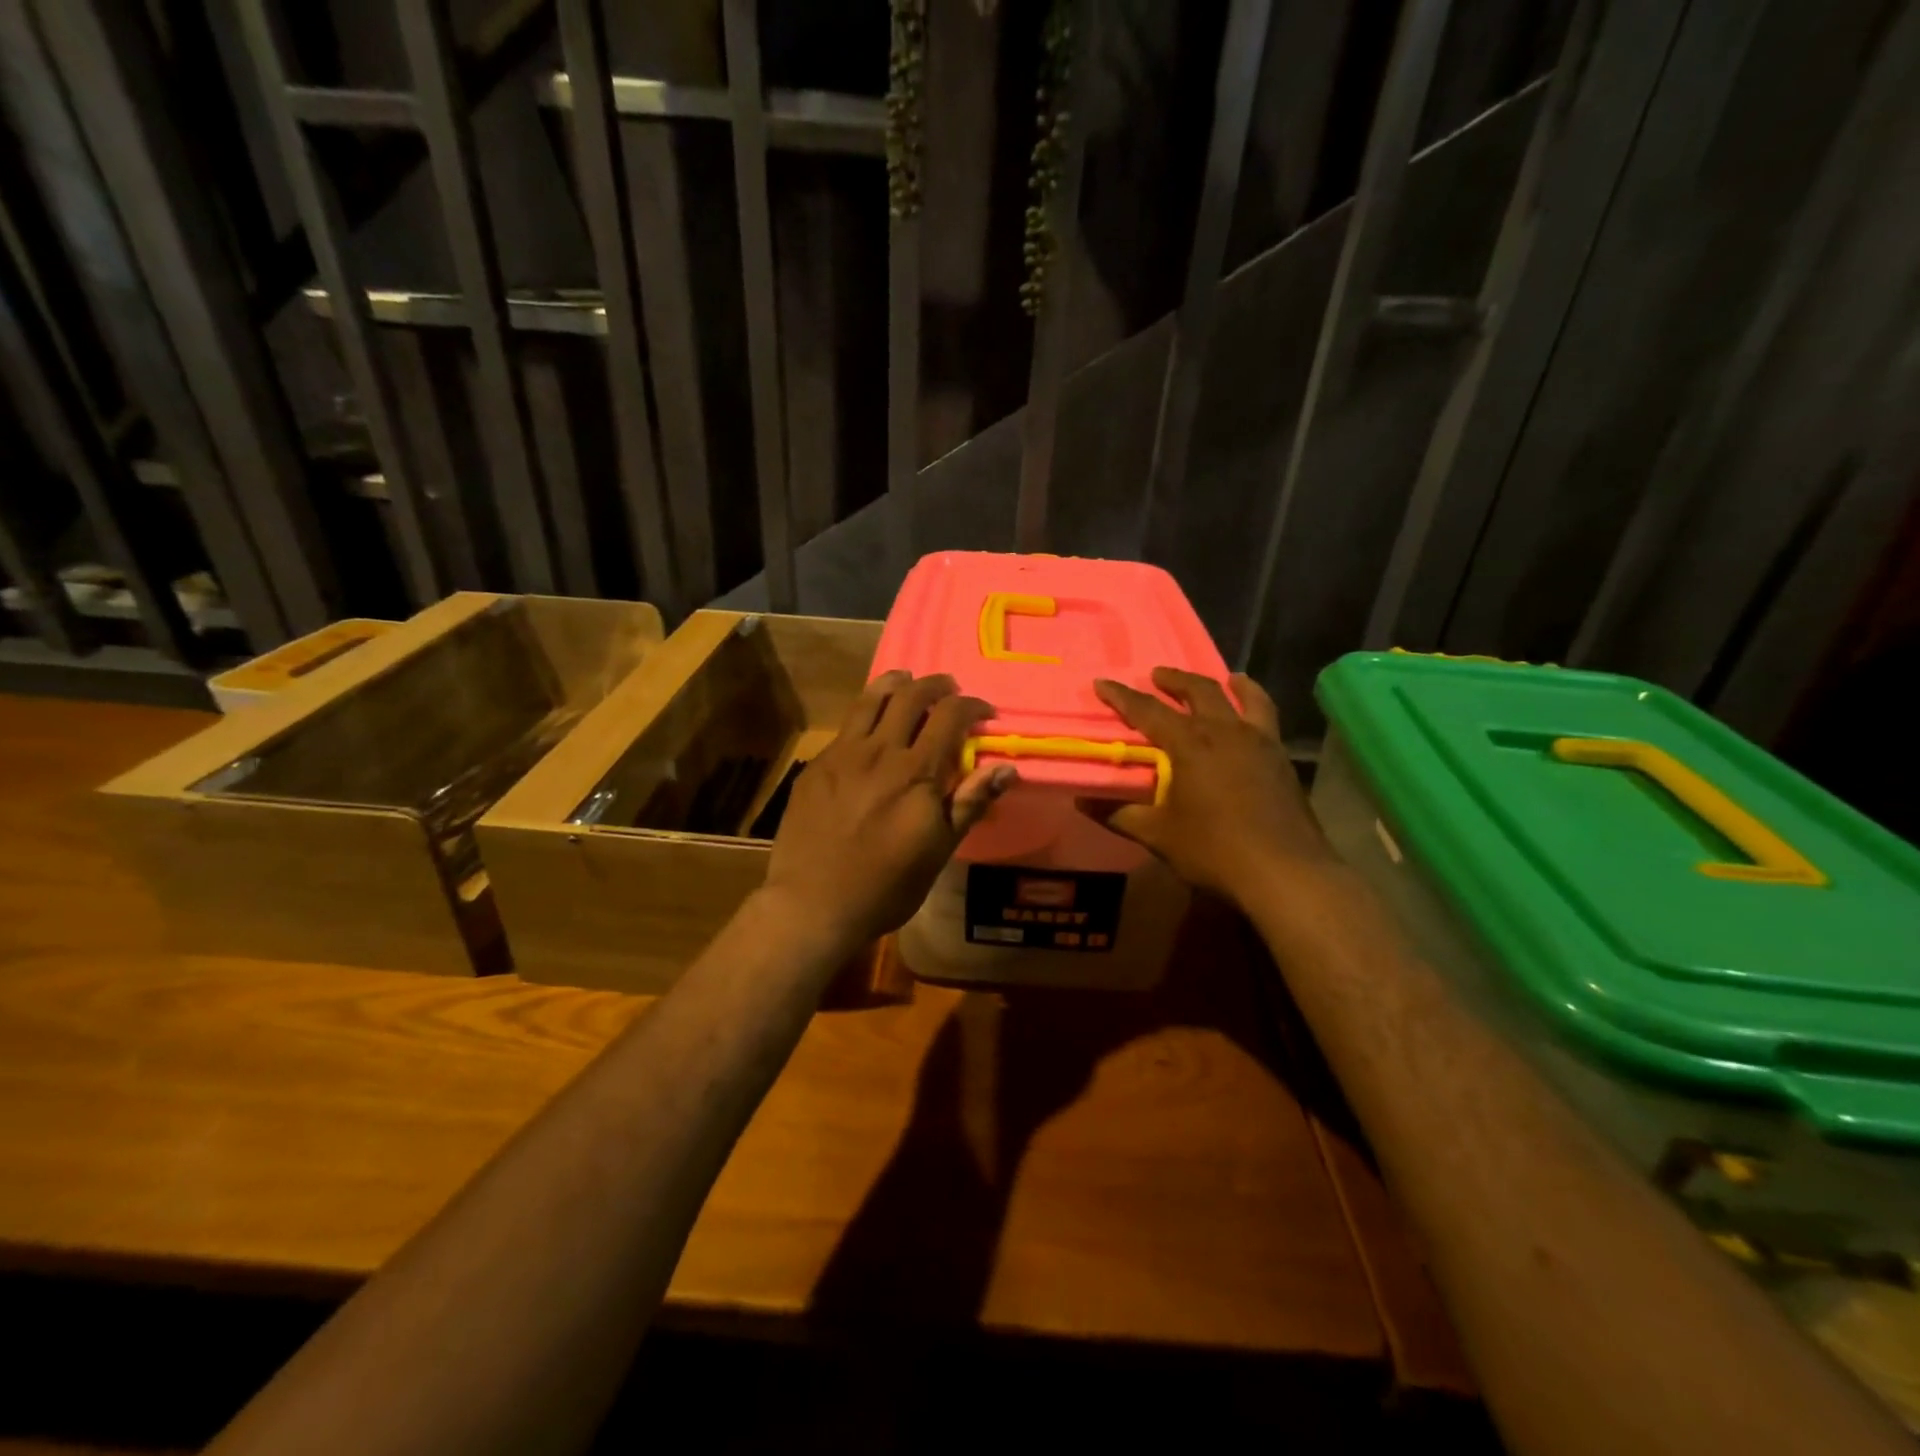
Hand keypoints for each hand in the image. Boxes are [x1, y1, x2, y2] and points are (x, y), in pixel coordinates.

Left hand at [763, 671, 1015, 953]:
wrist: (813, 904)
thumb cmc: (887, 886)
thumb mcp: (939, 851)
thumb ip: (970, 803)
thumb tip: (1007, 768)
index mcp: (916, 772)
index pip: (950, 716)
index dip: (972, 706)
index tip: (984, 713)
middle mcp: (880, 751)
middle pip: (912, 695)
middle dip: (937, 685)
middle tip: (950, 690)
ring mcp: (843, 754)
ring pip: (871, 698)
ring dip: (896, 682)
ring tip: (908, 681)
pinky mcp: (817, 765)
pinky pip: (846, 725)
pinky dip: (866, 712)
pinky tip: (870, 724)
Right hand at [1090, 668, 1334, 906]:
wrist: (1284, 872)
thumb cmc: (1214, 850)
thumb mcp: (1158, 835)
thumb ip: (1119, 814)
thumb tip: (1082, 802)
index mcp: (1190, 745)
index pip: (1148, 711)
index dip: (1122, 696)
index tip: (1103, 683)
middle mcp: (1225, 731)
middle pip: (1198, 691)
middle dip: (1174, 679)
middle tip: (1157, 675)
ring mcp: (1259, 741)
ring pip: (1244, 696)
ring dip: (1225, 683)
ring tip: (1223, 678)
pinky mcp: (1281, 757)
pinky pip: (1267, 716)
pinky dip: (1256, 702)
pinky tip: (1252, 714)